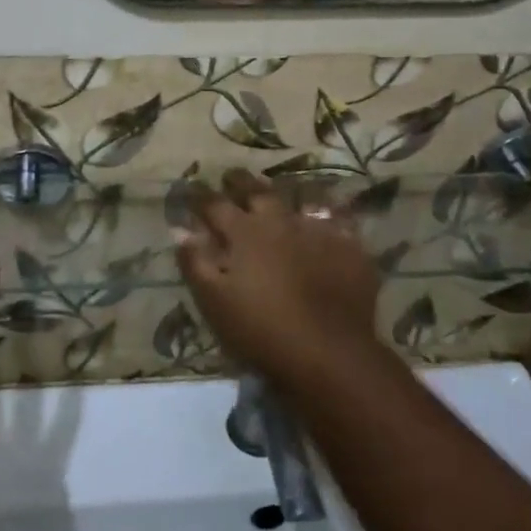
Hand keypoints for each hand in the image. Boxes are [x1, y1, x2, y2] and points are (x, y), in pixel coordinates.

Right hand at [175, 169, 383, 386]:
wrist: (329, 353)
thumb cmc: (261, 331)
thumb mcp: (214, 302)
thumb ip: (196, 263)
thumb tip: (182, 232)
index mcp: (243, 233)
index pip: (214, 204)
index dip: (200, 196)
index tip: (191, 189)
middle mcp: (279, 221)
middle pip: (256, 191)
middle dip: (240, 182)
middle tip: (231, 177)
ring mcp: (317, 231)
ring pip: (297, 200)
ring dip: (283, 195)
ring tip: (278, 195)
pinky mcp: (348, 247)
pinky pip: (335, 222)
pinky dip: (325, 217)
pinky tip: (325, 220)